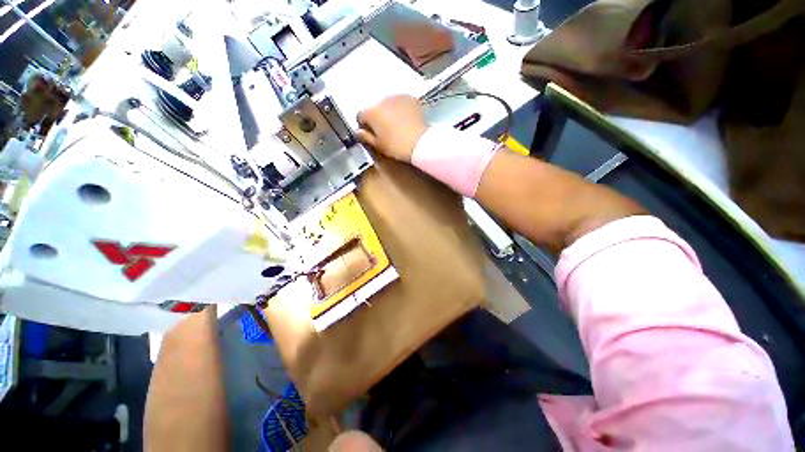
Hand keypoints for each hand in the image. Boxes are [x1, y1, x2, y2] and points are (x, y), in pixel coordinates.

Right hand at [356, 95, 427, 161]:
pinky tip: (405, 120)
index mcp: (371, 112)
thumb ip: (366, 137)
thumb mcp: (379, 145)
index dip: (364, 126)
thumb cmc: (396, 146)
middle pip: (374, 108)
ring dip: (389, 112)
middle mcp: (382, 100)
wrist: (420, 142)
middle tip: (385, 131)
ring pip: (387, 104)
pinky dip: (400, 109)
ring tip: (397, 126)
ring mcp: (396, 97)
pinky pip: (400, 102)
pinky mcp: (409, 98)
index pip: (361, 116)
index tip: (371, 134)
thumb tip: (358, 132)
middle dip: (377, 118)